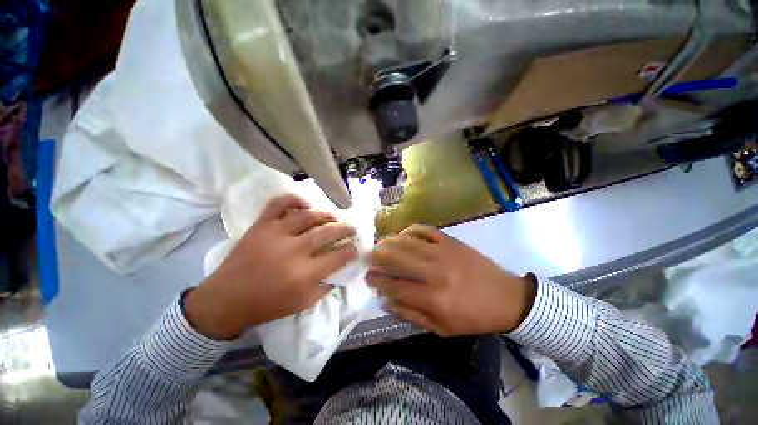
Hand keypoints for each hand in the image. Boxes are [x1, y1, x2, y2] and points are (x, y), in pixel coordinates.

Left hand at [185, 194, 357, 339]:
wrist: (226, 300)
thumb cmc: (267, 305)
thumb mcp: (303, 303)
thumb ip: (325, 286)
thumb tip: (340, 268)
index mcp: (304, 274)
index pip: (338, 256)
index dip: (351, 250)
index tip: (356, 248)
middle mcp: (293, 250)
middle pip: (328, 232)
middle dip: (346, 229)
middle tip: (352, 229)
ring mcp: (275, 234)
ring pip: (309, 216)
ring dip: (327, 215)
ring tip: (334, 218)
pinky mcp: (261, 225)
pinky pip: (279, 204)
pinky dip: (294, 200)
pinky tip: (306, 204)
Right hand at [366, 225, 535, 336]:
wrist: (506, 298)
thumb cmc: (473, 317)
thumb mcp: (442, 329)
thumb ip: (411, 315)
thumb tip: (386, 302)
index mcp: (433, 297)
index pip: (396, 286)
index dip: (378, 281)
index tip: (367, 276)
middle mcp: (435, 272)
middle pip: (399, 259)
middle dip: (378, 256)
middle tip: (367, 255)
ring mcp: (444, 253)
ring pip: (409, 243)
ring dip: (391, 242)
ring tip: (380, 243)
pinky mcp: (452, 242)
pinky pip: (427, 231)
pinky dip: (412, 229)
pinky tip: (404, 233)